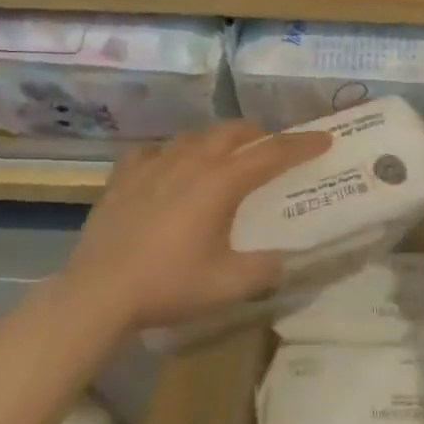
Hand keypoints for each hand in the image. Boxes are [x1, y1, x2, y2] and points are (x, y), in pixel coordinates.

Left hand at [64, 121, 332, 330]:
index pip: (273, 153)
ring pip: (195, 135)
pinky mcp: (124, 176)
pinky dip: (169, 153)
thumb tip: (287, 258)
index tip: (325, 139)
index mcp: (222, 181)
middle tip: (273, 147)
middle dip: (260, 134)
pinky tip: (167, 165)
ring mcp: (155, 164)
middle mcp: (192, 161)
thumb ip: (266, 268)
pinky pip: (152, 150)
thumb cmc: (169, 285)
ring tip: (225, 154)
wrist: (98, 293)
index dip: (303, 144)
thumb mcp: (228, 284)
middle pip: (234, 131)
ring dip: (218, 139)